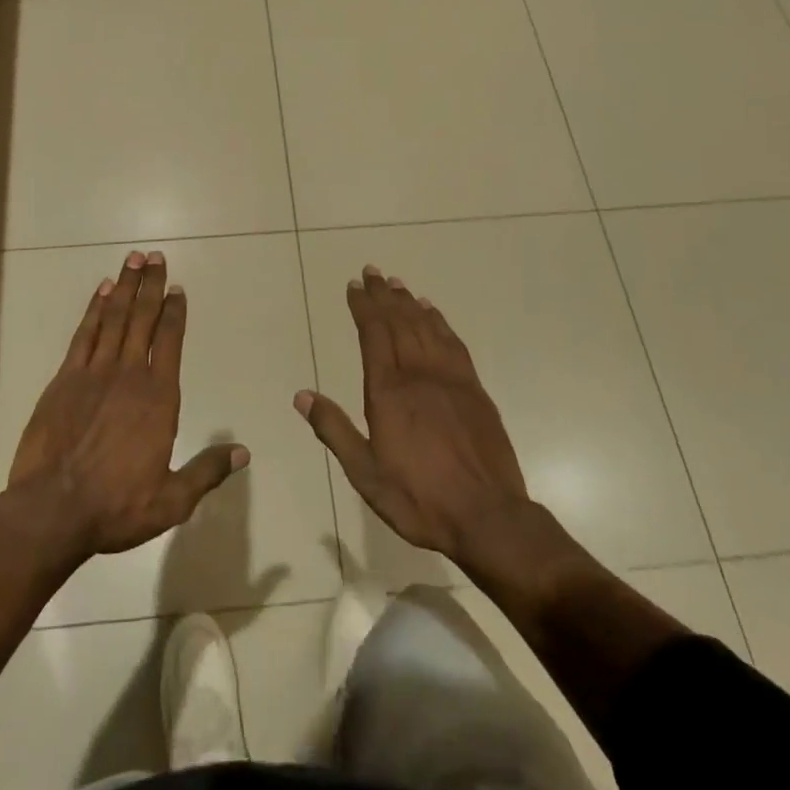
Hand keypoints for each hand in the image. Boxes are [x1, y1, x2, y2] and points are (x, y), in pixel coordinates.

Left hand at [4, 251, 247, 565]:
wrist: (52, 510)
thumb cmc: (116, 505)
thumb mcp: (172, 500)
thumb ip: (207, 470)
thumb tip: (243, 452)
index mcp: (159, 397)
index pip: (171, 341)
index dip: (175, 312)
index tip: (178, 289)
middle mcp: (129, 374)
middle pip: (143, 318)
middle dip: (151, 285)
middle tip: (155, 256)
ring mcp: (94, 372)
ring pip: (114, 318)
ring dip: (126, 287)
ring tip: (133, 259)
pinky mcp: (65, 378)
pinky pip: (84, 334)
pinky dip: (94, 309)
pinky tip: (102, 291)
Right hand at [296, 266, 545, 575]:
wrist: (488, 517)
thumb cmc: (420, 499)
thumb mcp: (366, 474)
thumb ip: (334, 430)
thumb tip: (301, 395)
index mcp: (388, 392)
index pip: (373, 334)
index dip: (363, 307)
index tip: (354, 286)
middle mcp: (418, 374)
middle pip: (399, 322)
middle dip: (383, 295)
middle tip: (372, 272)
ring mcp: (450, 378)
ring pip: (426, 327)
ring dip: (409, 302)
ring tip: (397, 284)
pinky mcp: (474, 389)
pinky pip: (453, 343)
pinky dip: (440, 322)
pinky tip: (432, 312)